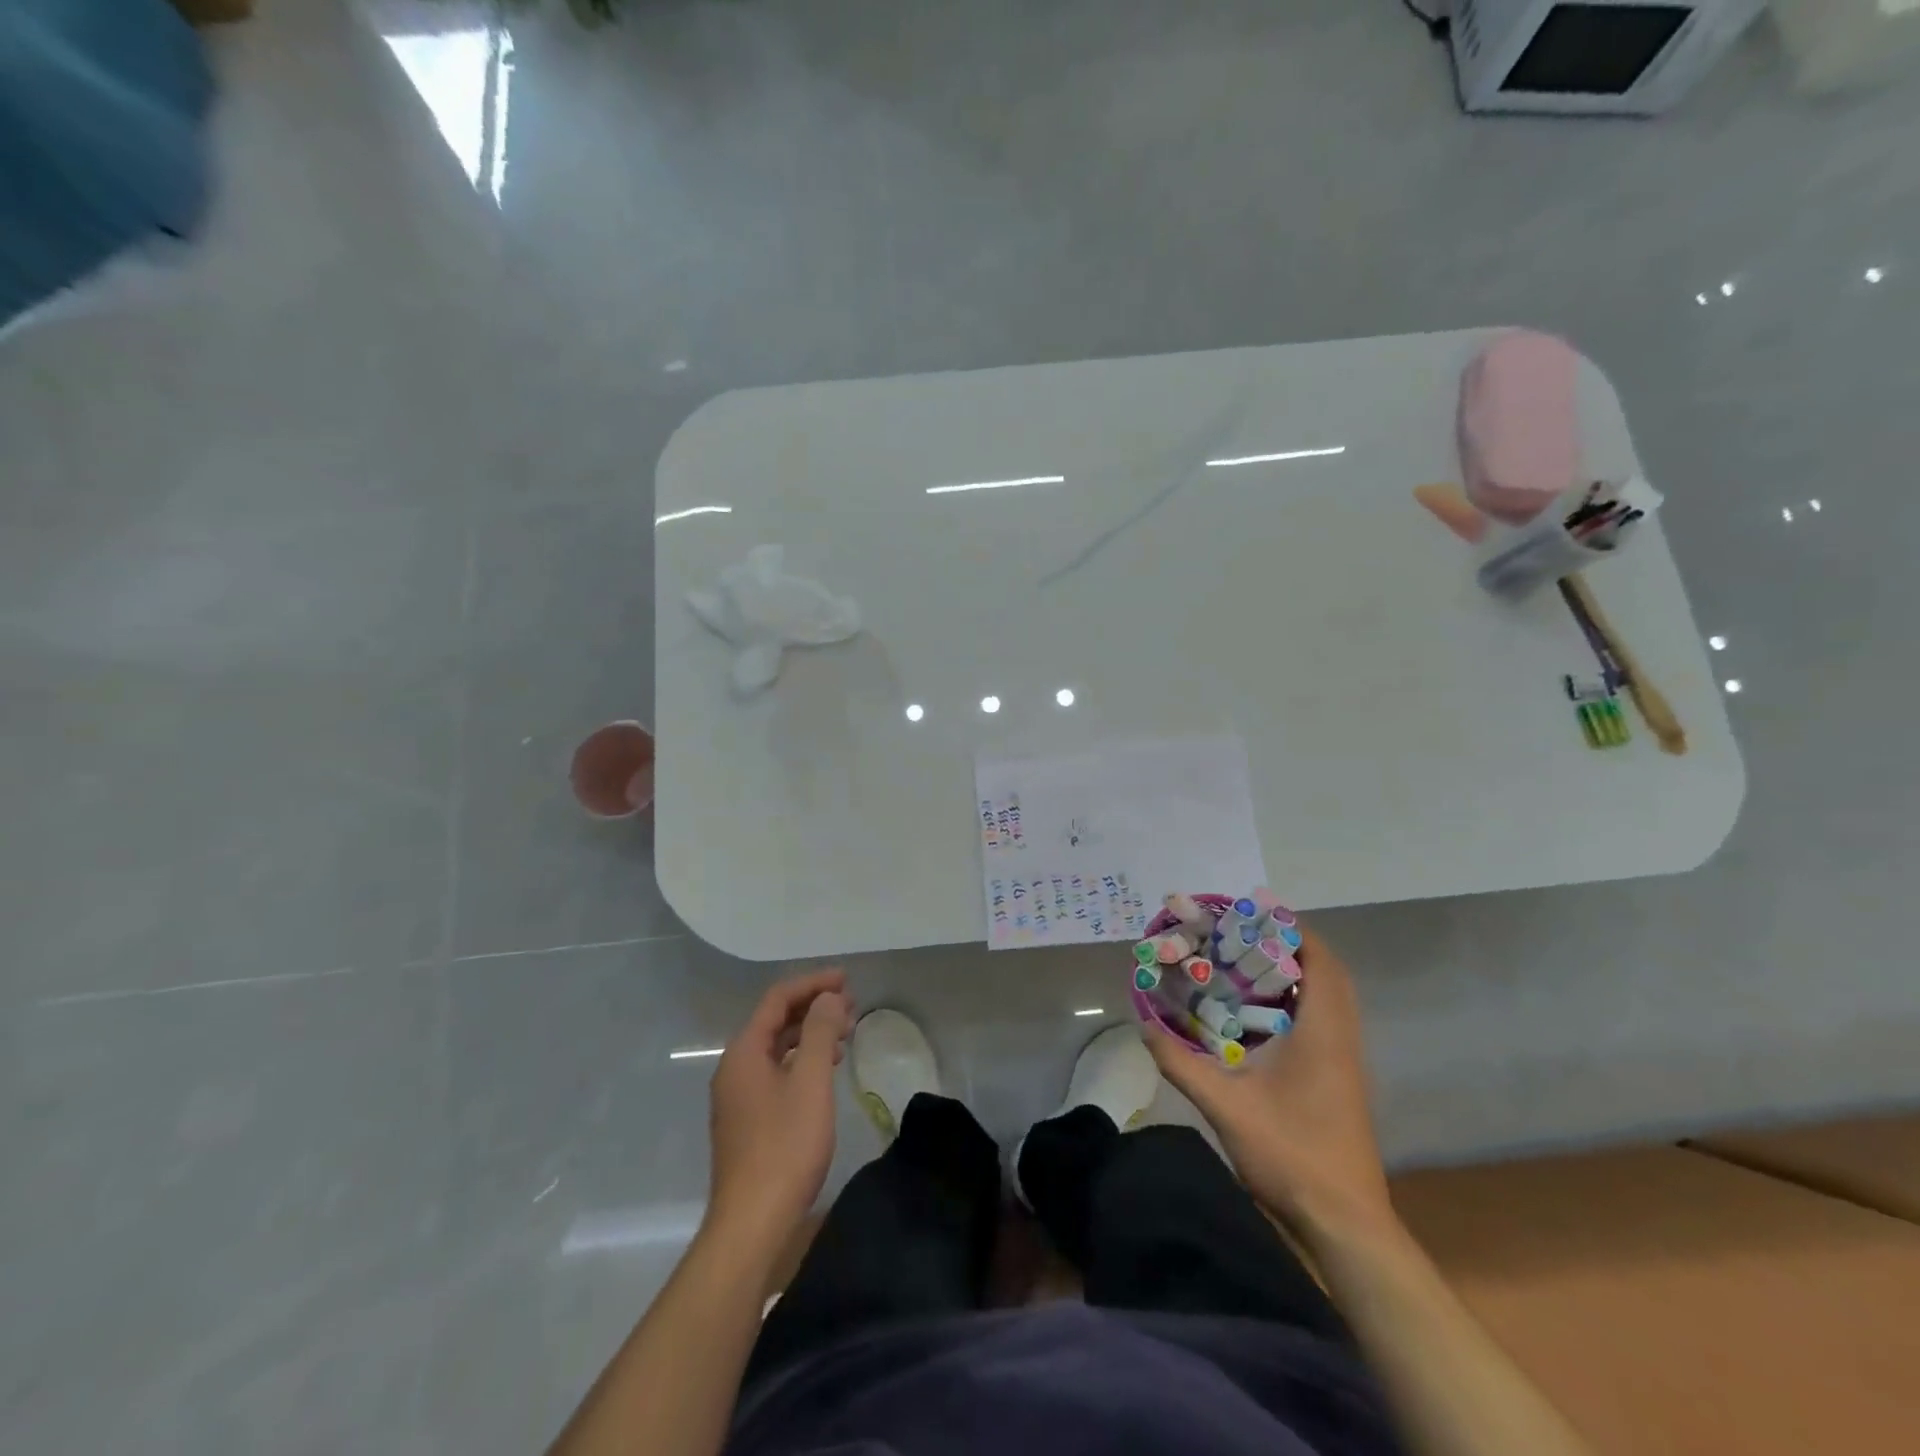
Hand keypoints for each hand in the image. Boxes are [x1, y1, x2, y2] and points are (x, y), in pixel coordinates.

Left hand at [706, 968, 853, 1244]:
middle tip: (852, 1005)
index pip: (777, 999)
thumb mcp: (810, 1081)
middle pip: (775, 1021)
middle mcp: (735, 1067)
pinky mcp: (747, 1120)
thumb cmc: (784, 1146)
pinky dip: (802, 1060)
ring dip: (810, 1034)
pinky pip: (776, 1071)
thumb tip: (828, 997)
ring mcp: (738, 1096)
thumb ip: (819, 1032)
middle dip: (814, 1007)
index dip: (813, 983)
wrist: (752, 1223)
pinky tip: (825, 1069)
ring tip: (846, 1033)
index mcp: (744, 1052)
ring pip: (777, 1048)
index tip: (846, 979)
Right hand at [1146, 924, 1395, 1244]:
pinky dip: (1297, 1003)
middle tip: (1240, 936)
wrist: (1345, 1225)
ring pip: (1329, 998)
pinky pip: (1324, 1021)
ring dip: (1294, 974)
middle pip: (1326, 973)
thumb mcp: (1226, 1108)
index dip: (1291, 930)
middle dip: (1288, 946)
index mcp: (1322, 1033)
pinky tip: (1258, 1016)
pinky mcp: (1341, 1080)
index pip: (1319, 962)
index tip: (1253, 912)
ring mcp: (1346, 1061)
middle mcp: (1341, 1038)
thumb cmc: (1292, 1157)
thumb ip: (1183, 1064)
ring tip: (1244, 964)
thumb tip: (1143, 1027)